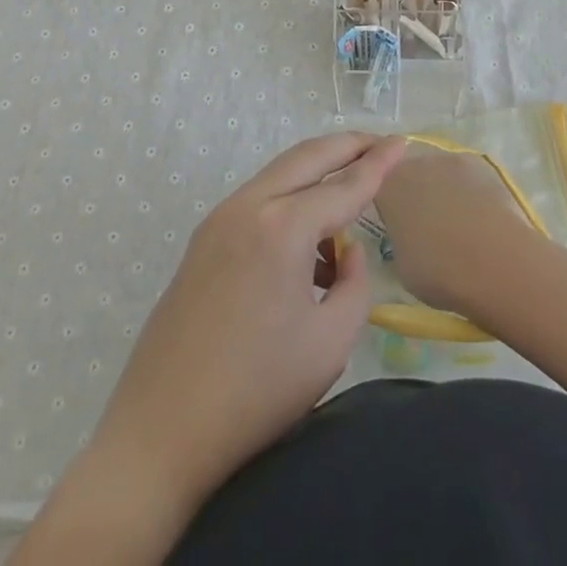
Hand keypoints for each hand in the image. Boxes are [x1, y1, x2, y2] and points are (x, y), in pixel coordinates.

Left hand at [88, 131, 406, 514]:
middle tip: (380, 143)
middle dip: (347, 145)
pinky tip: (306, 246)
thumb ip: (354, 283)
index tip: (403, 140)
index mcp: (283, 227)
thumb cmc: (257, 390)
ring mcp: (220, 217)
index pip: (344, 184)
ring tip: (349, 201)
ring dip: (316, 174)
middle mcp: (250, 205)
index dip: (379, 163)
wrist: (163, 427)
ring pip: (280, 174)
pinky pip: (259, 200)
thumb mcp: (330, 343)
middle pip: (307, 157)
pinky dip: (290, 201)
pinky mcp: (204, 237)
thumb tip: (346, 249)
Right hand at [373, 141, 535, 315]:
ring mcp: (449, 161)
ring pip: (437, 174)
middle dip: (412, 194)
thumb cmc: (439, 272)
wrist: (497, 264)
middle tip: (423, 227)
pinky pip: (465, 180)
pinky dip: (467, 195)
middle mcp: (414, 163)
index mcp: (387, 186)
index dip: (384, 203)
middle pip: (408, 174)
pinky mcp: (481, 167)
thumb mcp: (401, 265)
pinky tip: (478, 222)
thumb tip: (407, 235)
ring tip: (455, 226)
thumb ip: (398, 239)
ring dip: (441, 192)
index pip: (376, 185)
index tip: (393, 224)